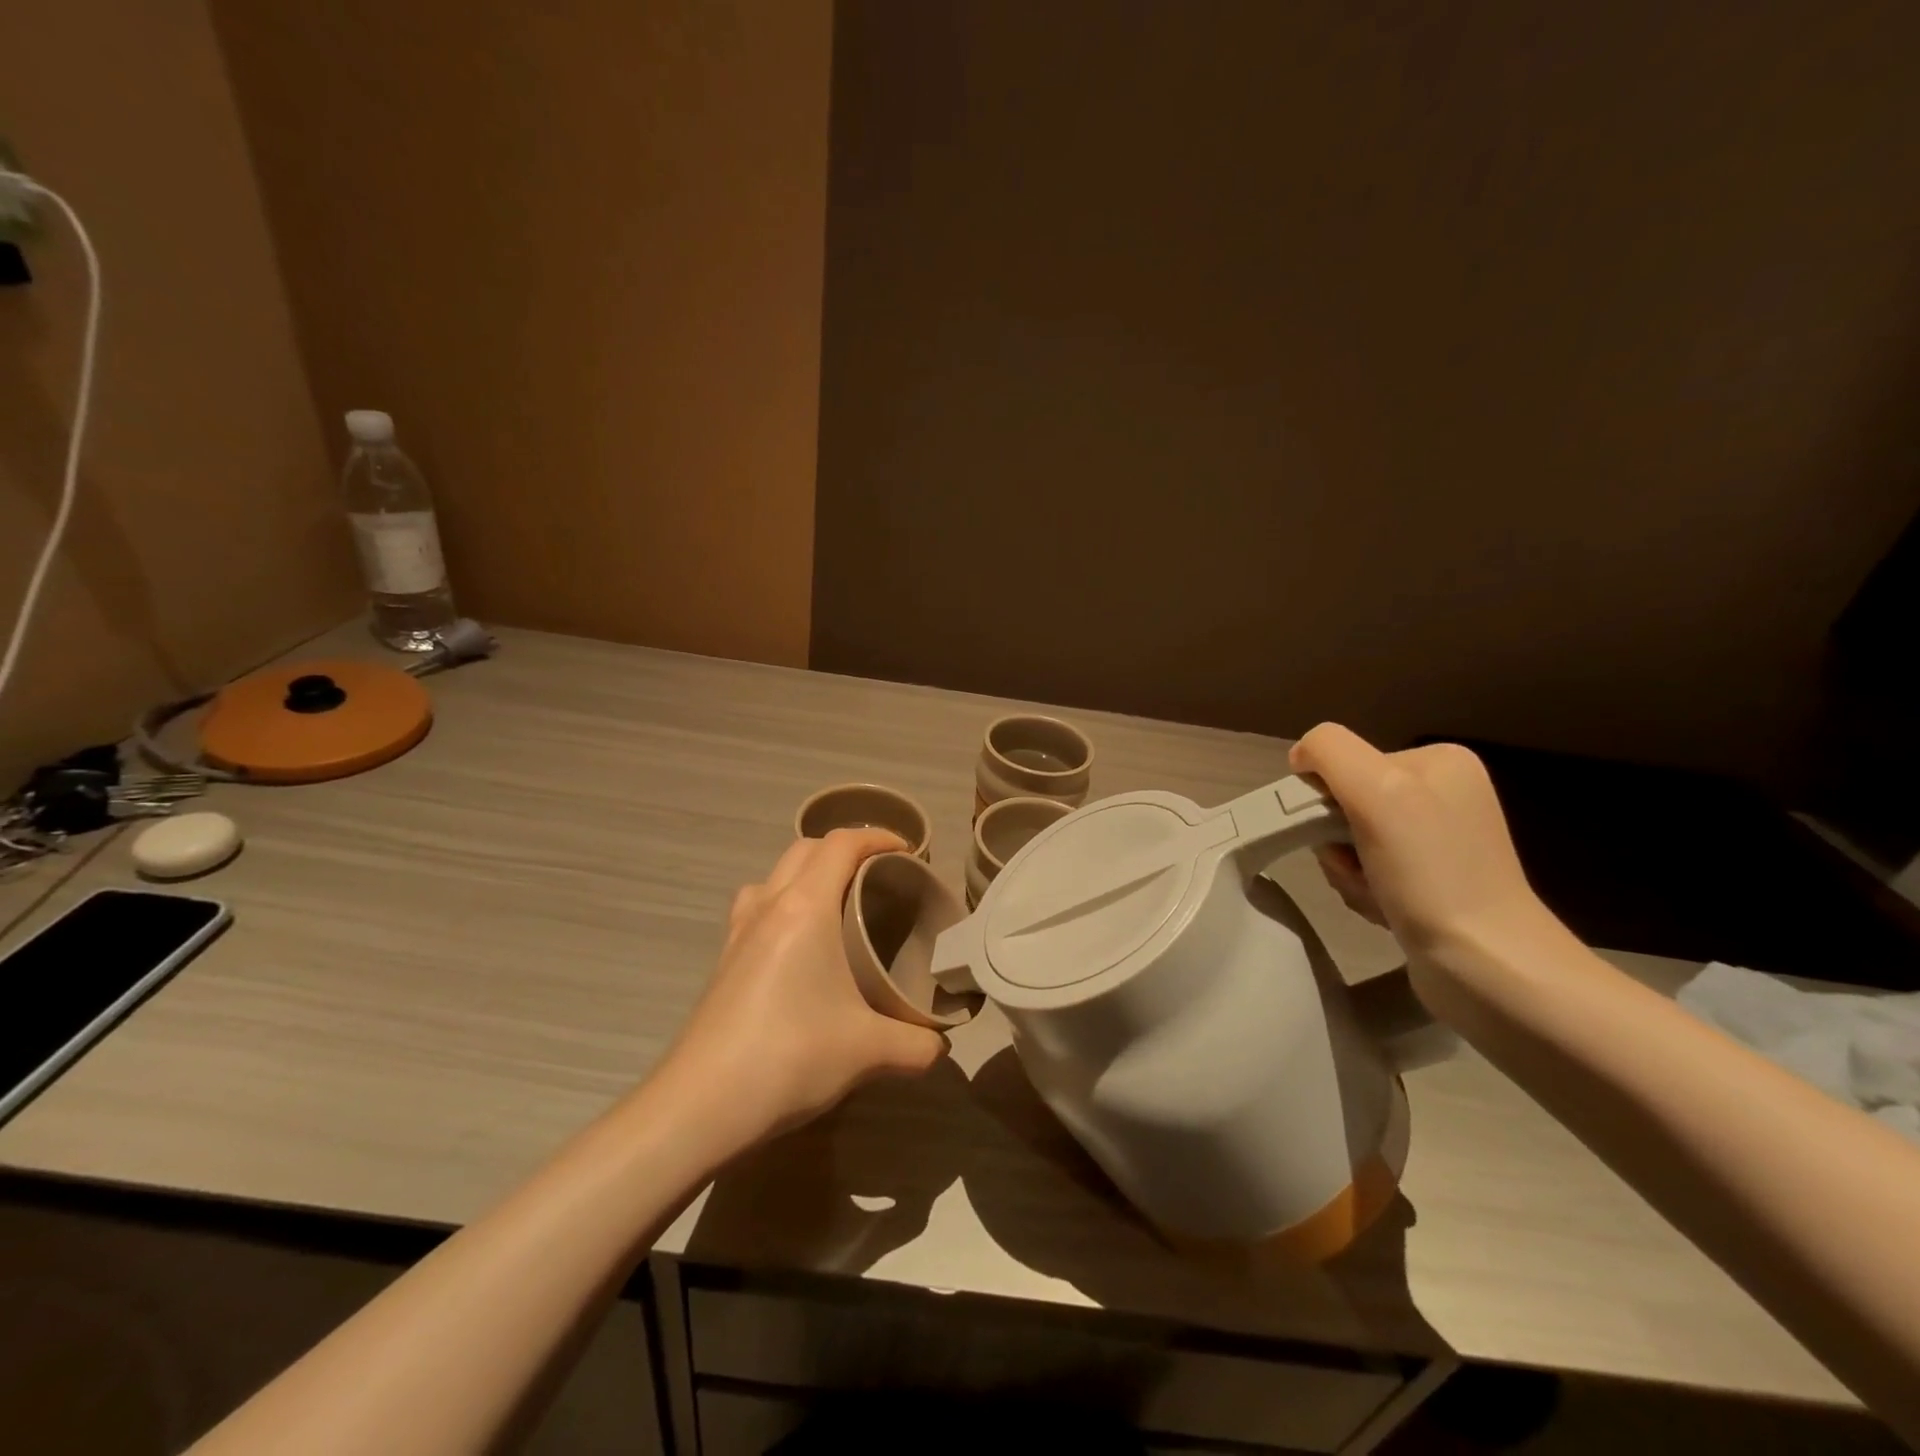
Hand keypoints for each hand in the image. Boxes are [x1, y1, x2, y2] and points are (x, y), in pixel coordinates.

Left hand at [662, 829, 948, 1147]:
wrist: (699, 1105)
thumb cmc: (789, 1057)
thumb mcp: (868, 1051)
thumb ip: (917, 1044)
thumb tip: (941, 1045)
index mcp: (805, 908)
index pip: (842, 844)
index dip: (879, 837)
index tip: (910, 852)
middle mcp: (769, 906)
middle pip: (806, 848)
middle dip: (846, 850)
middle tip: (880, 876)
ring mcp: (739, 932)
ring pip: (774, 875)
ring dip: (807, 873)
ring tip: (837, 903)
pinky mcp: (723, 960)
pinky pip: (756, 906)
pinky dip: (783, 903)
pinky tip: (798, 947)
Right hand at [1289, 724, 1564, 973]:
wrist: (1488, 966)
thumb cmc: (1432, 873)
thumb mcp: (1377, 789)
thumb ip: (1330, 752)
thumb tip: (1301, 758)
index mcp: (1438, 761)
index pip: (1343, 763)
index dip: (1327, 800)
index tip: (1343, 835)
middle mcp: (1442, 794)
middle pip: (1344, 803)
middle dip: (1336, 843)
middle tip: (1359, 870)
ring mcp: (1437, 841)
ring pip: (1349, 842)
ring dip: (1347, 871)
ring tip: (1376, 895)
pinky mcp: (1430, 882)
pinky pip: (1367, 872)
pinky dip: (1363, 891)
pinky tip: (1385, 910)